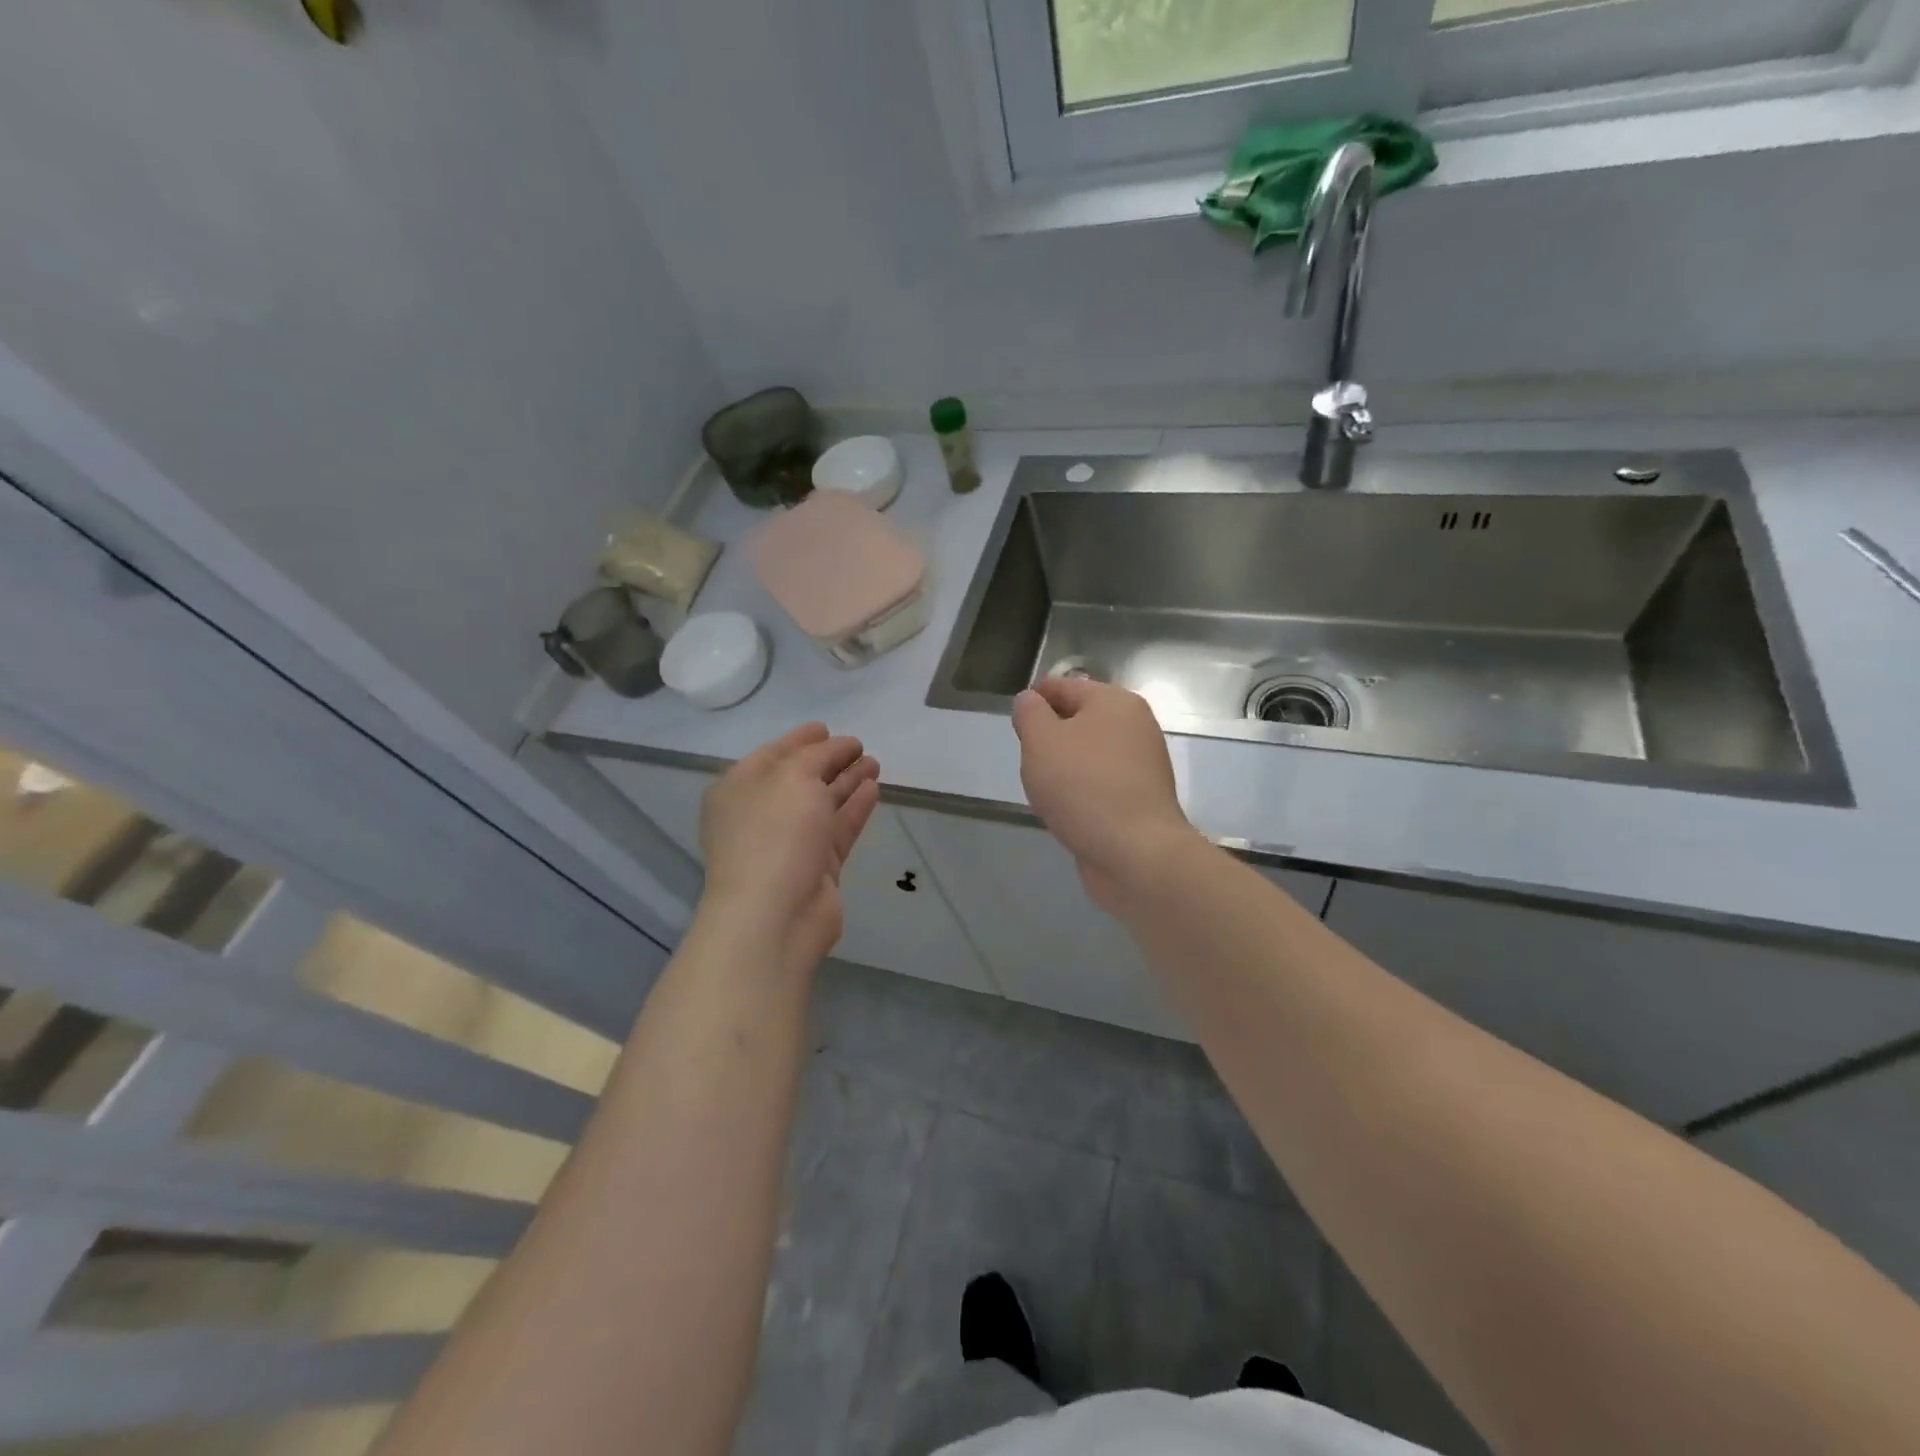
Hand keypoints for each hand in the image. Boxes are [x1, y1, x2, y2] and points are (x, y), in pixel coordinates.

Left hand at [697, 724, 881, 972]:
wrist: (776, 914)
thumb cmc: (775, 833)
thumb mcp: (794, 777)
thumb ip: (818, 755)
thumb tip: (837, 747)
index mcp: (739, 789)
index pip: (772, 754)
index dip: (800, 739)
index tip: (827, 727)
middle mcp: (760, 814)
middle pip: (799, 779)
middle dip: (829, 760)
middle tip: (860, 746)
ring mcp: (789, 843)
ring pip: (822, 804)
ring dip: (847, 782)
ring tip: (875, 763)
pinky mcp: (816, 866)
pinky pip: (838, 828)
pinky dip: (855, 808)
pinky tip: (874, 789)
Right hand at [1011, 678, 1198, 909]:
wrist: (1135, 852)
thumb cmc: (1082, 786)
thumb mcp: (1041, 741)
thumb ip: (1030, 714)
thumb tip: (1029, 700)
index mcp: (1115, 702)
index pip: (1065, 686)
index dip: (1035, 699)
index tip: (1014, 721)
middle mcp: (1135, 726)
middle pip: (1081, 719)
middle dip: (1050, 735)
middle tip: (1026, 757)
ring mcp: (1143, 765)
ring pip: (1091, 753)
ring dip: (1065, 765)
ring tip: (1043, 787)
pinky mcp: (1142, 799)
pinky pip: (1102, 783)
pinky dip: (1081, 790)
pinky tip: (1066, 809)